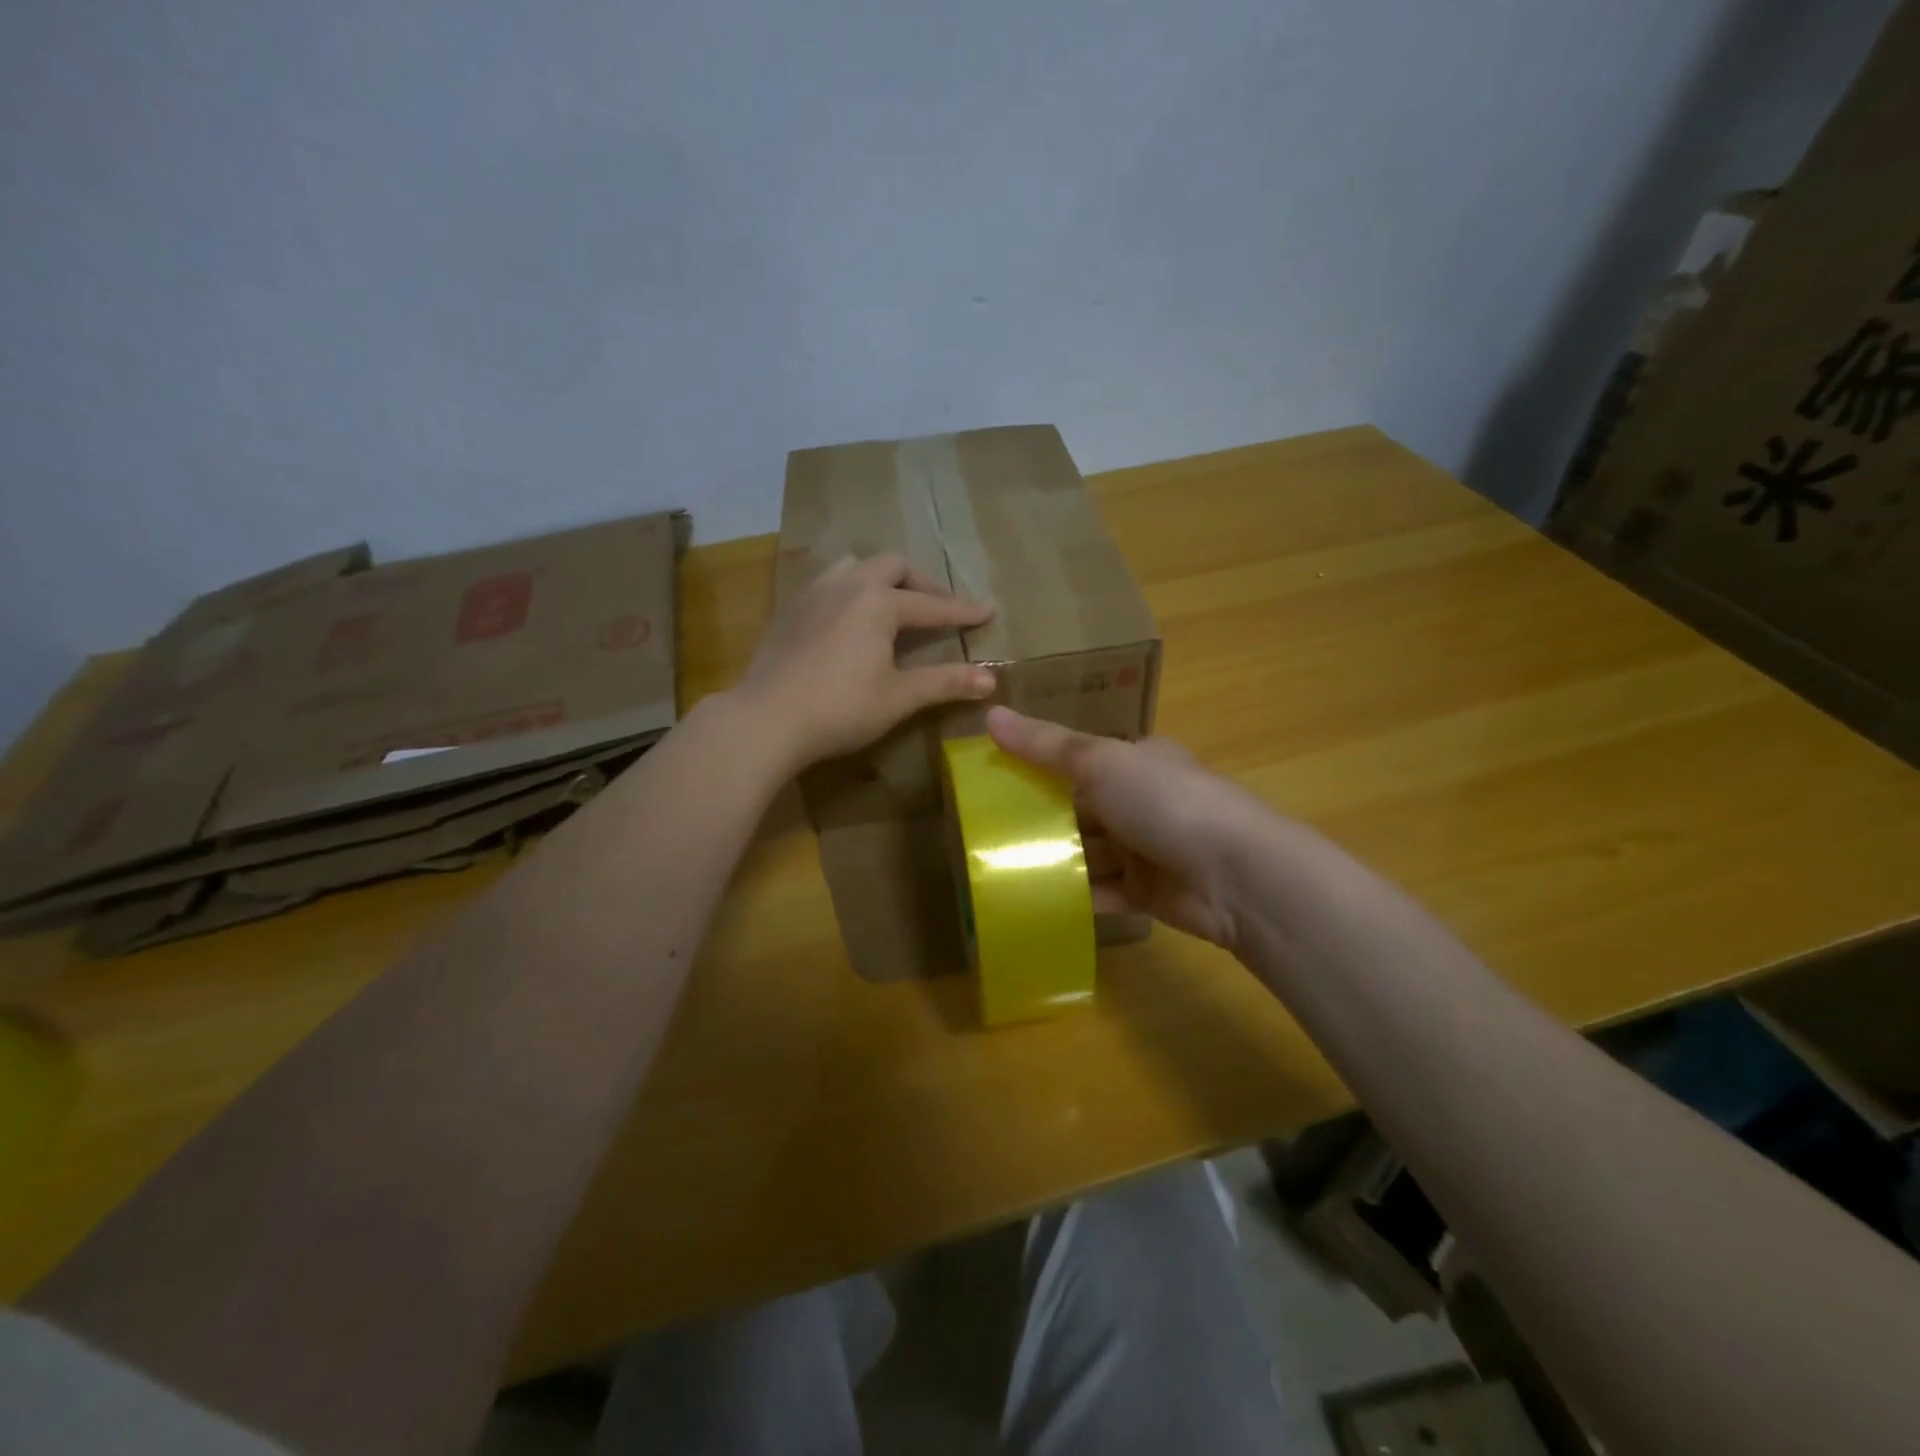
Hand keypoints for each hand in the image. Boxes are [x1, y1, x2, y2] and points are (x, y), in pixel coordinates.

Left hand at [735, 554, 996, 772]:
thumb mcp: (898, 697)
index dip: (963, 611)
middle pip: (892, 565)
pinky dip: (850, 589)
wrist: (766, 719)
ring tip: (892, 603)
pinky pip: (827, 583)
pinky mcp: (789, 610)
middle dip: (921, 583)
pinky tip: (848, 619)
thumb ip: (945, 683)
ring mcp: (813, 594)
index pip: (932, 605)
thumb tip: (991, 680)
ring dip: (881, 577)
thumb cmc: (840, 709)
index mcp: (878, 602)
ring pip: (854, 565)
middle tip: (938, 607)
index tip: (990, 611)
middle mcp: (847, 585)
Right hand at [986, 706, 1275, 948]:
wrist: (1235, 875)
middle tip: (985, 831)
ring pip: (1088, 853)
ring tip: (999, 868)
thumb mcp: (1100, 762)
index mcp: (1137, 761)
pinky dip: (1073, 895)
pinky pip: (1102, 892)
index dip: (1039, 767)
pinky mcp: (1148, 893)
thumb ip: (1045, 745)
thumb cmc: (1165, 802)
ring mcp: (1146, 849)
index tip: (994, 780)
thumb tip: (989, 715)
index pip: (1080, 760)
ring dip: (1053, 860)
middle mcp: (1142, 801)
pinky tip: (1033, 900)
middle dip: (1040, 820)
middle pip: (1080, 809)